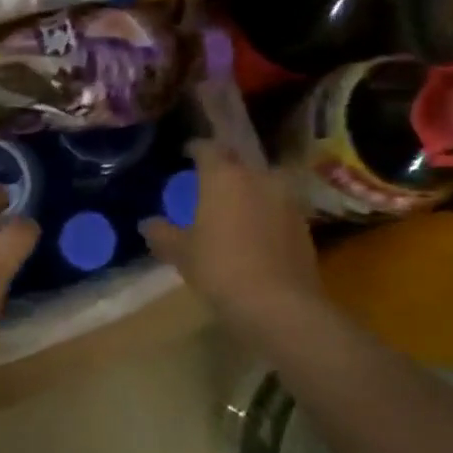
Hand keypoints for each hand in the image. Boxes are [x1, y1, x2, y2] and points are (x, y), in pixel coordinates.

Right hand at [140, 140, 328, 340]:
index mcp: (224, 176)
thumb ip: (162, 234)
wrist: (278, 303)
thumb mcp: (181, 253)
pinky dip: (265, 214)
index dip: (196, 148)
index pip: (208, 148)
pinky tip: (255, 233)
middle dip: (226, 170)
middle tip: (209, 184)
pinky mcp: (304, 225)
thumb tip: (147, 224)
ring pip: (264, 185)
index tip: (186, 152)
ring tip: (234, 209)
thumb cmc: (219, 268)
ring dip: (249, 192)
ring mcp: (287, 200)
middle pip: (240, 163)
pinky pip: (278, 209)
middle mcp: (259, 178)